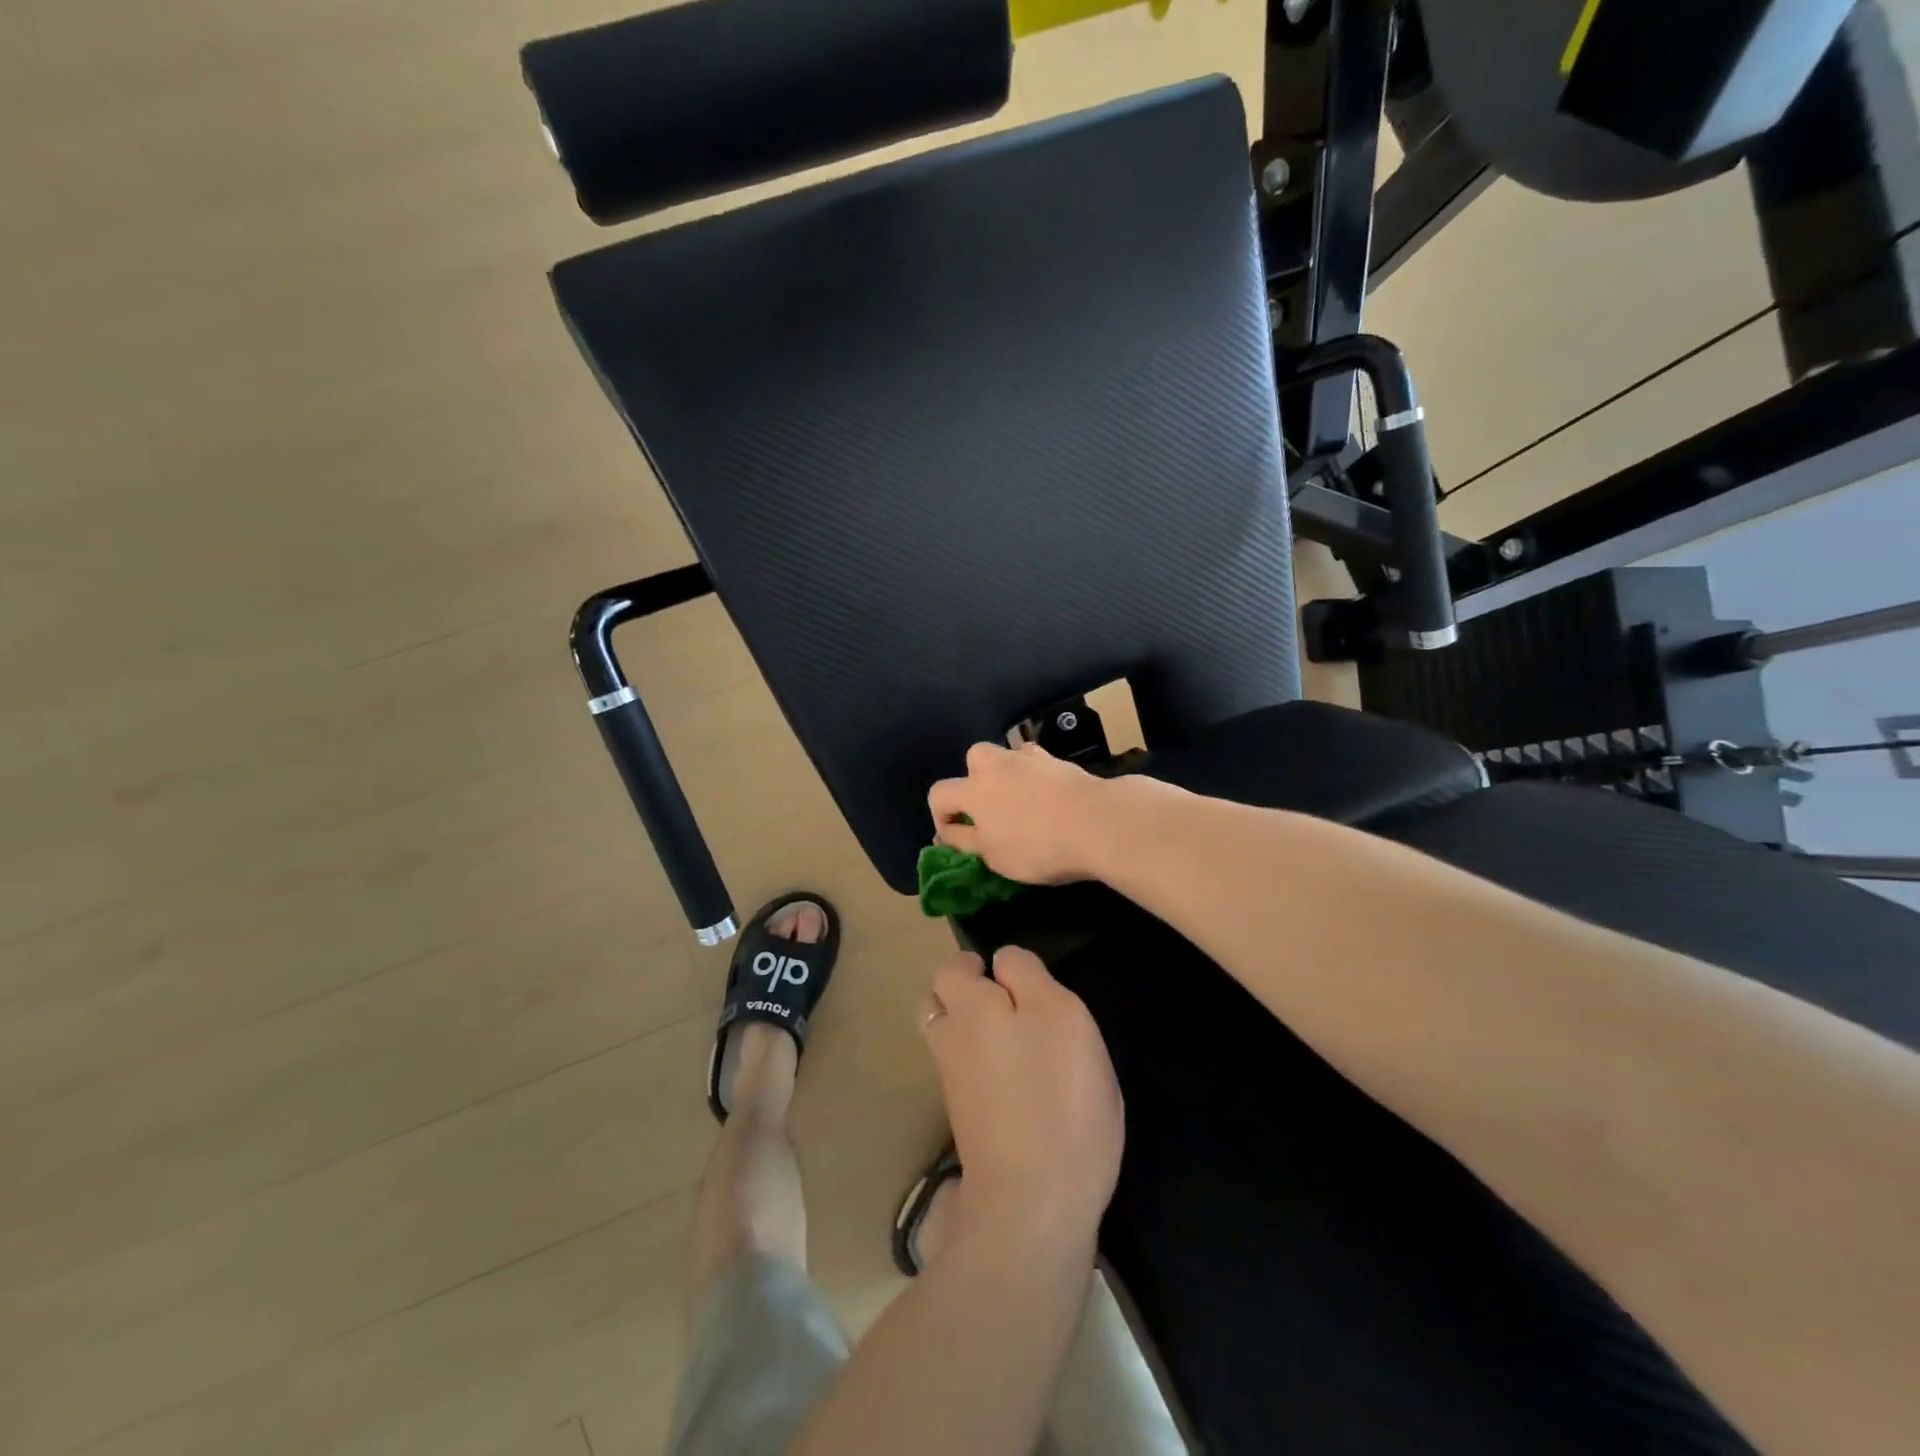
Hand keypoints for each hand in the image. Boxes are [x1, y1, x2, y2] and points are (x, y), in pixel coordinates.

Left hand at [922, 947, 1122, 1247]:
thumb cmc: (1056, 1095)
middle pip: (939, 1002)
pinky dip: (982, 1067)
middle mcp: (949, 1040)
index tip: (1015, 977)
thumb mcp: (1059, 1014)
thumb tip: (1003, 961)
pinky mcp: (967, 1122)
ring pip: (948, 1039)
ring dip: (972, 1030)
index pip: (954, 966)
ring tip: (1019, 1039)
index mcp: (968, 1006)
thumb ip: (1027, 976)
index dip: (981, 963)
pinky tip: (1020, 1082)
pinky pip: (964, 1075)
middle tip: (1012, 1003)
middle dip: (965, 994)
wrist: (1034, 1203)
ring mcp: (953, 1085)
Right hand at [928, 742, 1108, 884]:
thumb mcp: (993, 856)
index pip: (939, 793)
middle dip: (974, 780)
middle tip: (989, 809)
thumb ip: (964, 842)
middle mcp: (997, 766)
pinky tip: (1048, 796)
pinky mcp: (1059, 761)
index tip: (956, 838)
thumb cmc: (1037, 846)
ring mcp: (1030, 759)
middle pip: (973, 758)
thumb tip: (946, 832)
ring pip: (1008, 756)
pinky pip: (1037, 762)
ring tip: (1021, 803)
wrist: (1096, 822)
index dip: (941, 816)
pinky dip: (1036, 776)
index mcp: (973, 790)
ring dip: (1006, 775)